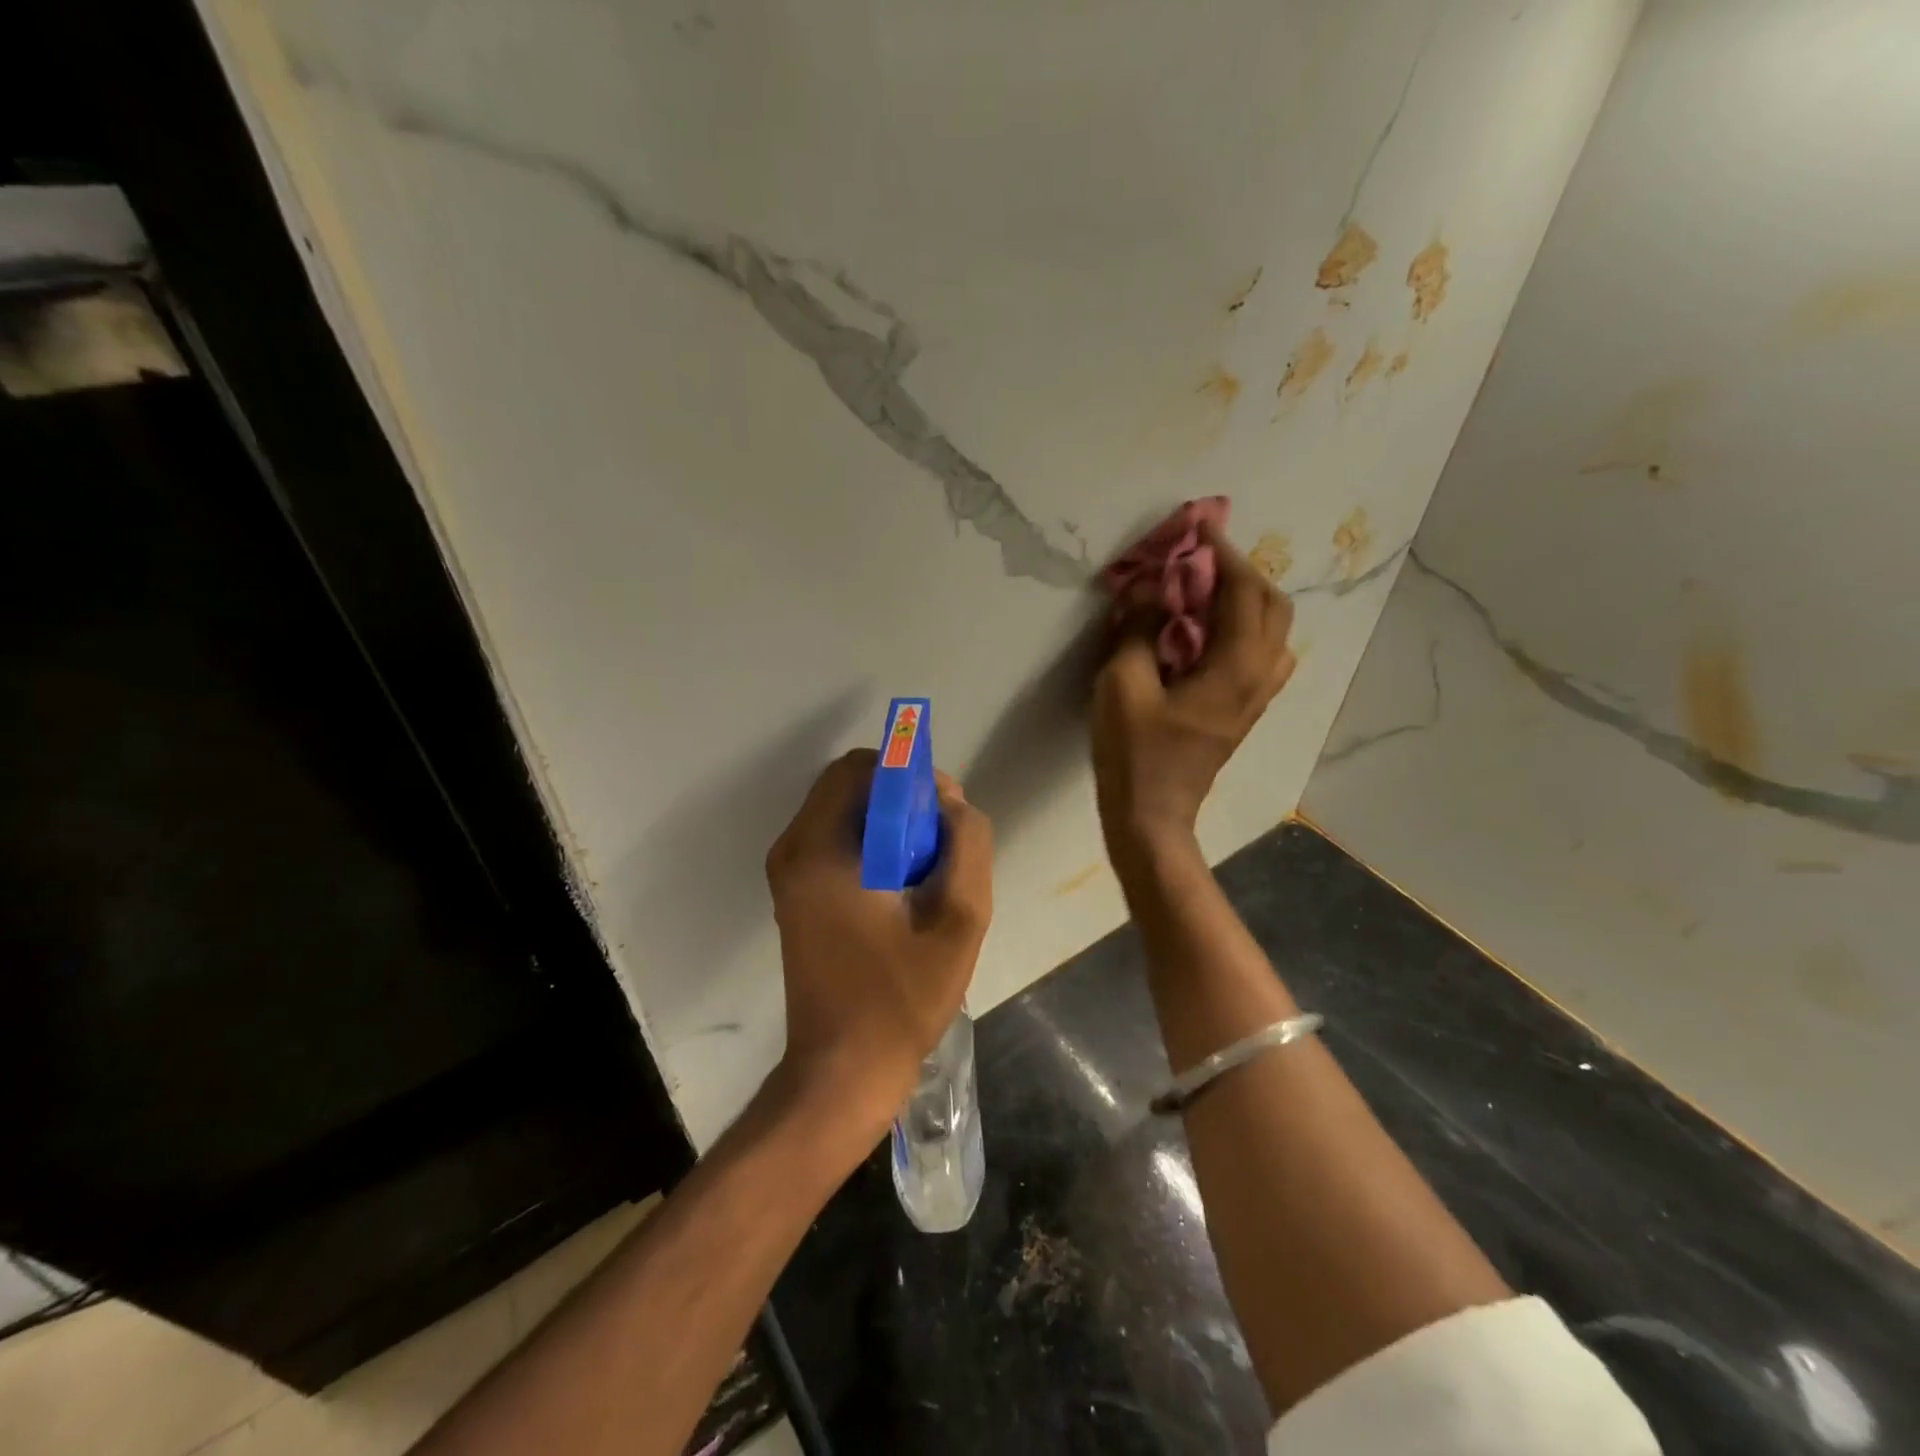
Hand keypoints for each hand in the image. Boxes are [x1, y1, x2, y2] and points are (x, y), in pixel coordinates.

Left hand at [765, 750, 993, 1141]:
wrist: (842, 1072)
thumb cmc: (899, 1000)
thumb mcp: (958, 921)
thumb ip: (967, 847)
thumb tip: (952, 805)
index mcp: (820, 850)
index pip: (861, 768)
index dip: (909, 775)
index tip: (944, 811)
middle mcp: (793, 850)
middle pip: (850, 785)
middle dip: (902, 797)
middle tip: (942, 840)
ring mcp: (790, 873)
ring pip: (846, 811)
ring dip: (891, 822)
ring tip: (929, 867)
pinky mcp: (796, 894)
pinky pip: (838, 840)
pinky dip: (874, 843)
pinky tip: (904, 886)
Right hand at [1092, 523, 1295, 855]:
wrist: (1151, 817)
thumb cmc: (1134, 753)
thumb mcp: (1123, 685)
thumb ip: (1138, 629)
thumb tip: (1152, 587)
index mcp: (1235, 666)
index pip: (1244, 592)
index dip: (1222, 556)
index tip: (1197, 531)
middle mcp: (1258, 677)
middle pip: (1272, 607)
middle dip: (1242, 574)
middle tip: (1201, 562)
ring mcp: (1255, 698)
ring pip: (1271, 633)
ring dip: (1246, 602)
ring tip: (1206, 595)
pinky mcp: (1243, 712)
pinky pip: (1258, 655)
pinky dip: (1241, 629)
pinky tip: (1206, 635)